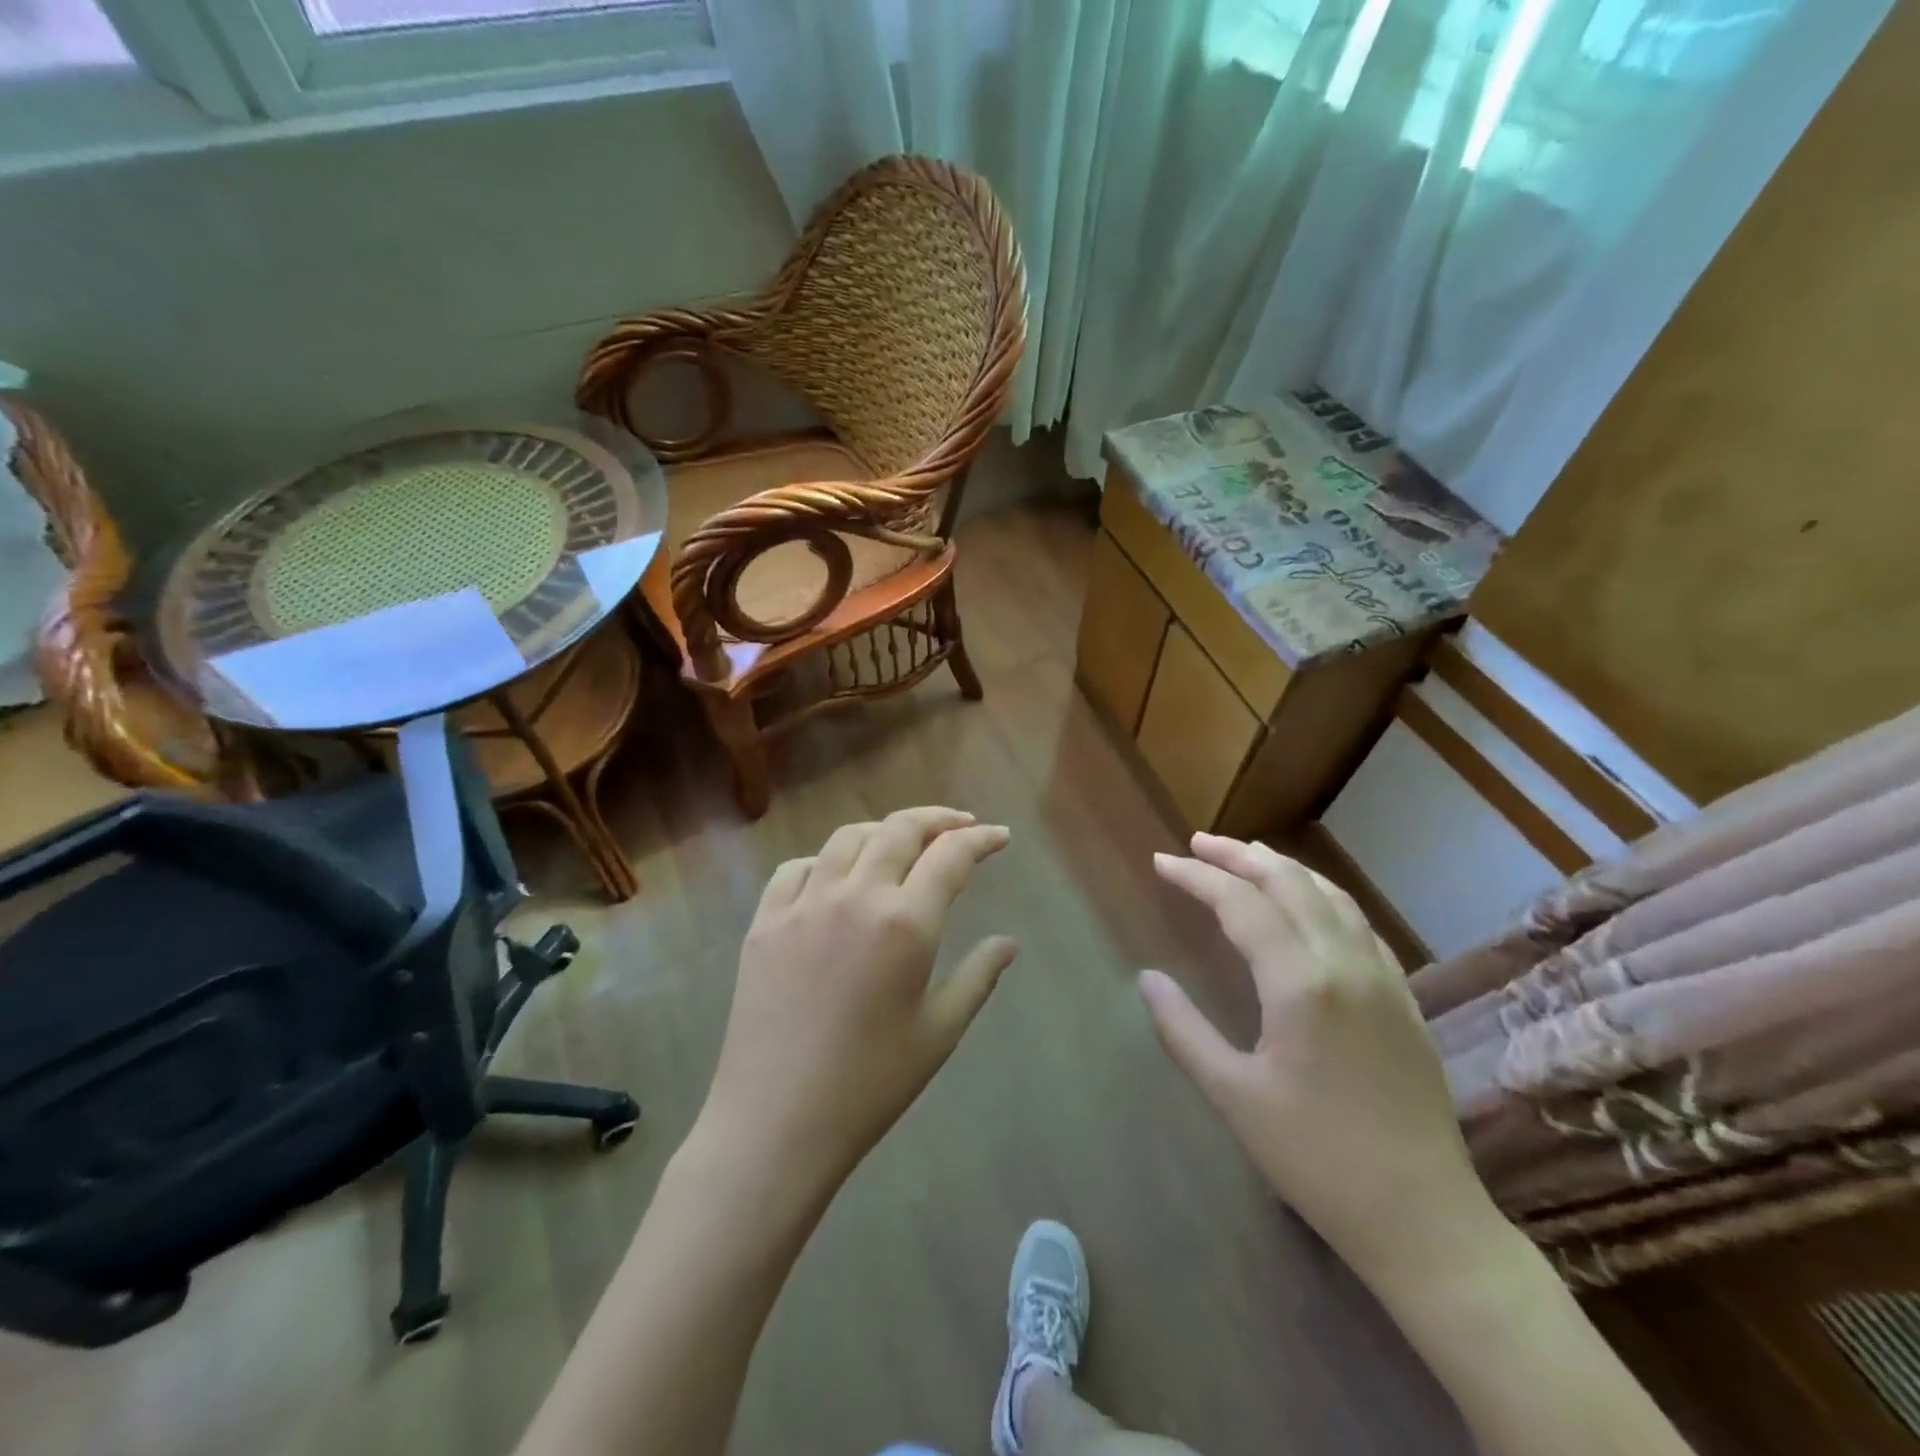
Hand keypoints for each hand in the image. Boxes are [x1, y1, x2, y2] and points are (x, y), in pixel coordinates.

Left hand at [698, 807, 1017, 1185]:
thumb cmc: (870, 1084)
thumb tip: (1008, 943)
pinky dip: (825, 861)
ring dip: (883, 831)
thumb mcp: (939, 1032)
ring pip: (847, 838)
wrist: (777, 1122)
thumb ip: (978, 977)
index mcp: (905, 923)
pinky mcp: (764, 922)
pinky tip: (835, 878)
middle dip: (937, 819)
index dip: (980, 839)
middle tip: (960, 826)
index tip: (999, 837)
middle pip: (900, 829)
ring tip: (902, 844)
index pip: (951, 856)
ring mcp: (803, 904)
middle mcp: (855, 896)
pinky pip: (796, 868)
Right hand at [1139, 833, 1492, 1280]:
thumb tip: (1147, 979)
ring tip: (1247, 856)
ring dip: (1284, 868)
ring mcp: (1383, 978)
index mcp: (1301, 983)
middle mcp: (1346, 964)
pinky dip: (1323, 896)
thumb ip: (1184, 1030)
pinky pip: (1360, 924)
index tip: (1161, 863)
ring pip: (1331, 896)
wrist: (1423, 1219)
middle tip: (1197, 844)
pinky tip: (1309, 904)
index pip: (1241, 904)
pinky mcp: (1404, 999)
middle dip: (1239, 856)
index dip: (1197, 877)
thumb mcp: (1234, 1096)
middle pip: (1289, 883)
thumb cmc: (1316, 1159)